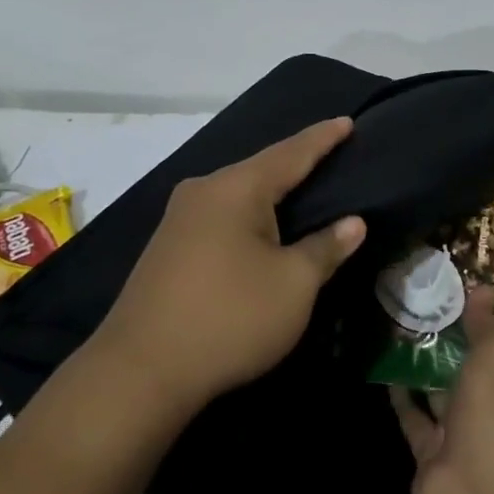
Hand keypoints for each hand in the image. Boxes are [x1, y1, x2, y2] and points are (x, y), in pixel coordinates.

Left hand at [91, 118, 366, 419]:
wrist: (139, 372)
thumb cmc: (229, 318)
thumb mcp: (293, 285)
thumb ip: (326, 248)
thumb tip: (353, 223)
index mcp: (236, 188)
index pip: (291, 154)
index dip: (323, 139)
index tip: (347, 121)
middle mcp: (203, 191)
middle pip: (261, 170)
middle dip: (296, 164)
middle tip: (331, 156)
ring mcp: (179, 219)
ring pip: (238, 195)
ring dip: (271, 194)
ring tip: (303, 189)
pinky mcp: (168, 247)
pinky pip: (221, 216)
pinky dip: (249, 217)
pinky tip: (261, 227)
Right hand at [391, 285, 493, 493]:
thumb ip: (486, 324)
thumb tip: (483, 288)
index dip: (489, 327)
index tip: (466, 297)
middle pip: (474, 375)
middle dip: (454, 346)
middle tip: (426, 307)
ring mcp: (466, 442)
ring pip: (443, 396)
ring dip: (425, 369)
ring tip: (402, 330)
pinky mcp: (432, 459)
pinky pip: (416, 420)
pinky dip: (403, 398)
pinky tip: (388, 369)